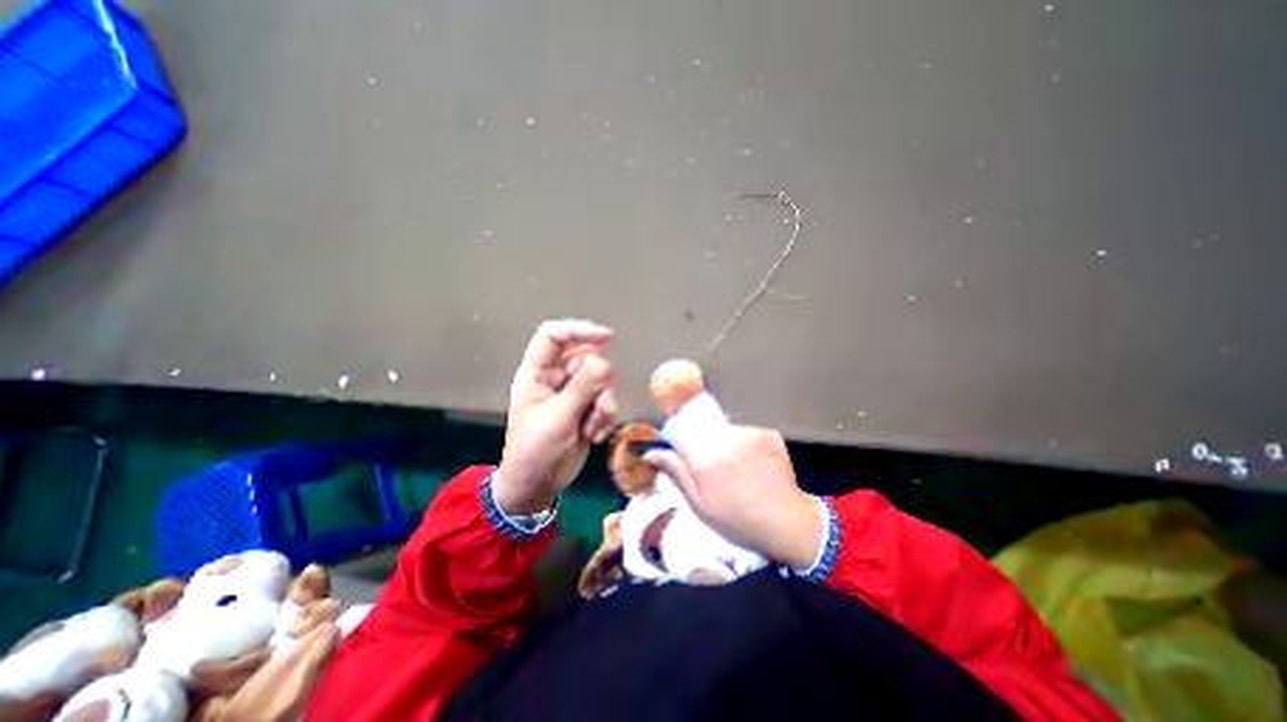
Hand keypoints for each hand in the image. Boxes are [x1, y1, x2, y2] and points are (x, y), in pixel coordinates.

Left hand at [493, 318, 613, 512]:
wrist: (539, 487)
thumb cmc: (535, 452)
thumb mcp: (557, 418)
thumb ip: (582, 388)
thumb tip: (605, 362)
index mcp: (536, 374)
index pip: (553, 337)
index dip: (577, 330)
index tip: (606, 337)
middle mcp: (555, 378)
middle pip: (586, 359)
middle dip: (597, 383)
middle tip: (597, 406)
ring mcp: (573, 394)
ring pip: (601, 381)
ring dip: (603, 405)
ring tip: (591, 428)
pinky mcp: (586, 409)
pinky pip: (605, 400)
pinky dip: (604, 417)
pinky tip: (594, 435)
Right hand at [643, 422, 823, 567]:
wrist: (786, 523)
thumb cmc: (737, 520)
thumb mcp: (700, 505)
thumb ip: (676, 473)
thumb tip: (651, 452)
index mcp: (704, 459)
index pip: (677, 431)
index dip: (677, 440)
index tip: (681, 451)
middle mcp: (724, 439)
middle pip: (700, 428)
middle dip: (701, 442)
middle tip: (713, 466)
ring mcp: (748, 434)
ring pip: (723, 429)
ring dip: (723, 442)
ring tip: (735, 467)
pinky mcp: (766, 433)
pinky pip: (744, 432)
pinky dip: (744, 444)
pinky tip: (753, 464)